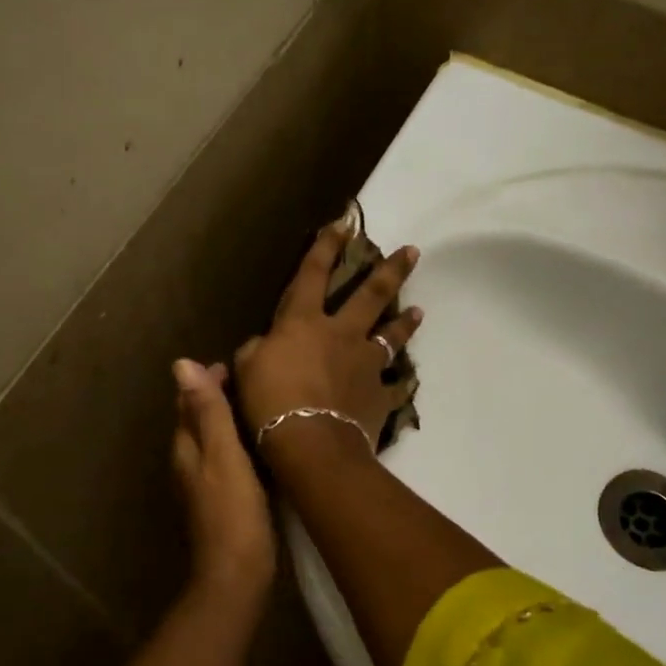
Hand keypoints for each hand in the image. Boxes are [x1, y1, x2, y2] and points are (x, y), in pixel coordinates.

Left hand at [172, 358, 275, 596]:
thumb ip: (207, 411)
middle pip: (199, 421)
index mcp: (187, 448)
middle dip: (217, 398)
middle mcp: (190, 463)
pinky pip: (229, 460)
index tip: (232, 365)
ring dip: (229, 421)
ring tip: (259, 405)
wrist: (237, 573)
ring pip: (214, 441)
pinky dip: (240, 444)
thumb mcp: (223, 454)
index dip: (206, 382)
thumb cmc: (232, 511)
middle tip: (250, 380)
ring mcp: (205, 485)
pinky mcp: (223, 501)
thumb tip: (181, 364)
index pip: (189, 404)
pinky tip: (262, 446)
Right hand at [234, 220, 422, 455]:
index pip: (313, 274)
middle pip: (370, 295)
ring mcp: (365, 364)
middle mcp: (341, 334)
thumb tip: (263, 345)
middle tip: (412, 251)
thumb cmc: (270, 401)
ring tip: (419, 311)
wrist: (310, 442)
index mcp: (304, 322)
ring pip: (391, 336)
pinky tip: (408, 382)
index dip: (326, 246)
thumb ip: (256, 350)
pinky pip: (394, 388)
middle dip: (390, 270)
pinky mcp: (378, 396)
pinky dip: (400, 384)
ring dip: (405, 322)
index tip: (343, 222)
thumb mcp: (246, 368)